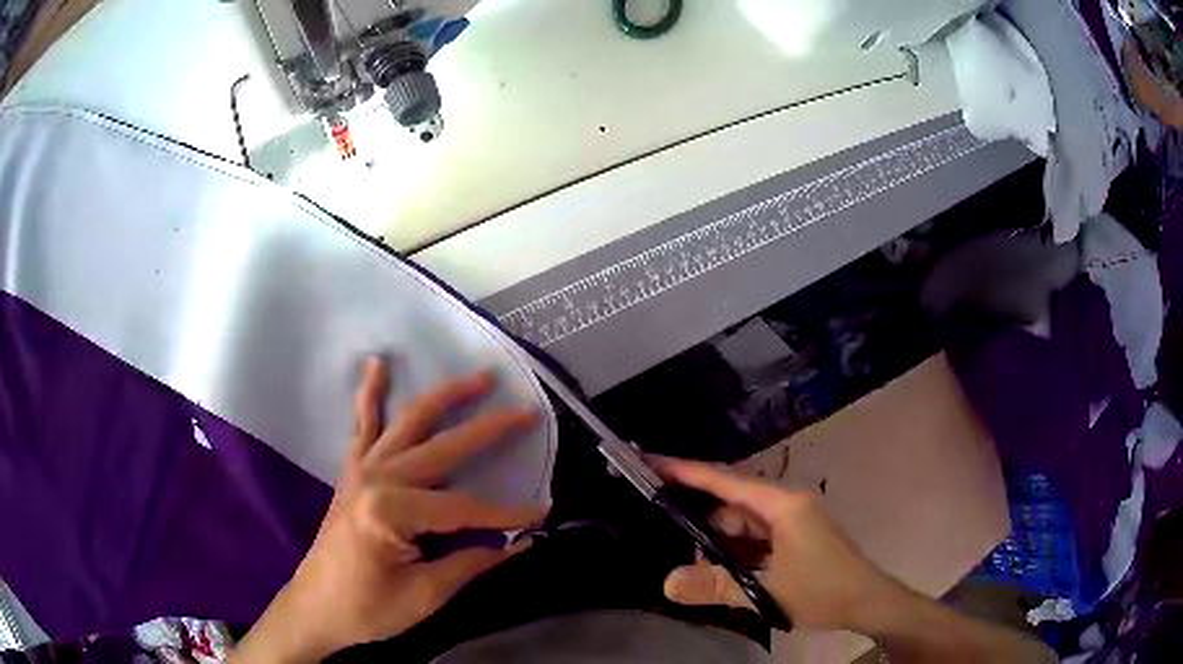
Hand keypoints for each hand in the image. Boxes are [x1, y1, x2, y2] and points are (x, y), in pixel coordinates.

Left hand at [233, 359, 547, 662]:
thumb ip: (470, 563)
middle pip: (443, 449)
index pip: (463, 507)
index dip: (505, 513)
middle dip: (489, 430)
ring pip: (409, 422)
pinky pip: (362, 426)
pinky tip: (378, 365)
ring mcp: (361, 470)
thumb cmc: (368, 610)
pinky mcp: (351, 473)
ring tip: (480, 378)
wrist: (315, 609)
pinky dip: (370, 394)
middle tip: (527, 413)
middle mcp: (377, 478)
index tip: (542, 515)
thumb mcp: (425, 597)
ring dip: (446, 396)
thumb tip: (515, 544)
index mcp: (391, 511)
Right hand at [654, 458, 894, 632]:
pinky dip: (738, 553)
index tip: (651, 462)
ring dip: (722, 547)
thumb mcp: (766, 592)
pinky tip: (729, 574)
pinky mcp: (795, 536)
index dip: (686, 471)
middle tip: (678, 553)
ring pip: (743, 525)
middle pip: (732, 505)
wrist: (867, 602)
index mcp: (782, 505)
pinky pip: (756, 537)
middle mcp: (787, 504)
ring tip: (705, 574)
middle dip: (703, 528)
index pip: (726, 481)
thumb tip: (666, 583)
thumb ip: (715, 586)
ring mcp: (793, 520)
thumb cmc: (822, 591)